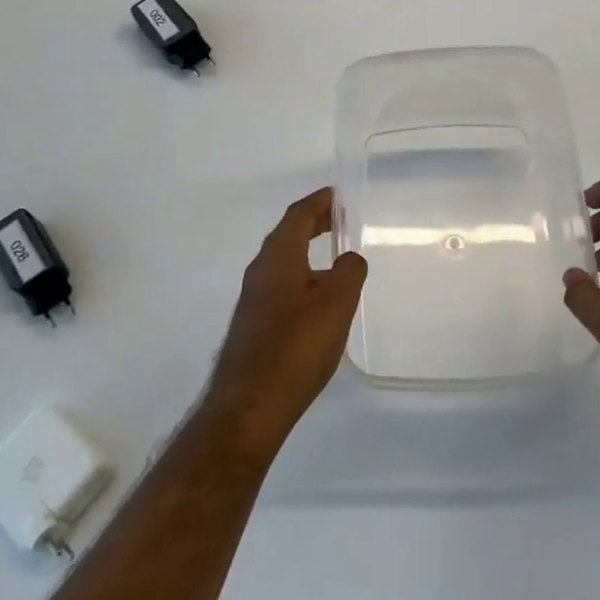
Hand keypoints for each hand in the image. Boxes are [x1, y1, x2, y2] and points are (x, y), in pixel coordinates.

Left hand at [206, 187, 367, 451]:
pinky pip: (280, 284)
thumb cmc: (296, 347)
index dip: (318, 202)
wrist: (251, 404)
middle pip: (287, 235)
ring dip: (306, 250)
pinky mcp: (254, 324)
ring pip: (282, 261)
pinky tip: (316, 298)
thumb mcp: (336, 304)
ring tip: (332, 255)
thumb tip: (348, 258)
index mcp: (278, 257)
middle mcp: (260, 271)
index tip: (337, 195)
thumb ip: (349, 272)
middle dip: (312, 223)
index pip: (297, 216)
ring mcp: (253, 299)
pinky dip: (300, 275)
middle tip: (337, 219)